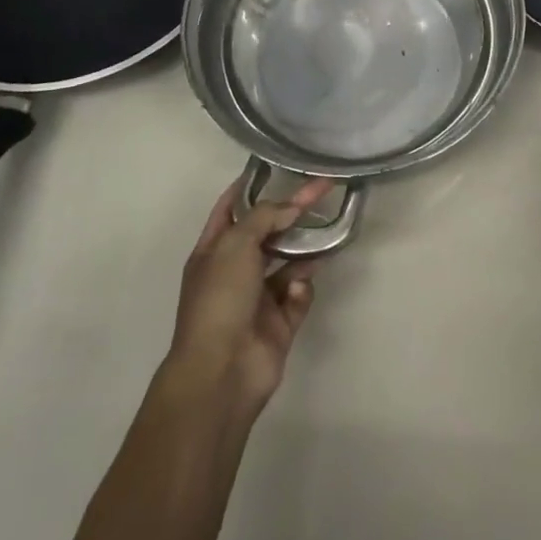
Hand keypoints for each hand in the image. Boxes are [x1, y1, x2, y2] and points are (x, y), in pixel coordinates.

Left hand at [163, 176, 332, 418]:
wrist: (222, 372)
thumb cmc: (220, 299)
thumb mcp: (236, 244)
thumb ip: (266, 217)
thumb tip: (292, 207)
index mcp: (214, 251)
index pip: (230, 209)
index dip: (248, 187)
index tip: (273, 167)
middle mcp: (235, 271)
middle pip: (269, 232)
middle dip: (292, 213)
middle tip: (323, 190)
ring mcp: (257, 298)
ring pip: (289, 263)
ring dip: (305, 250)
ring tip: (326, 233)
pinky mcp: (279, 323)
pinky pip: (298, 296)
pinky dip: (302, 290)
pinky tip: (298, 291)